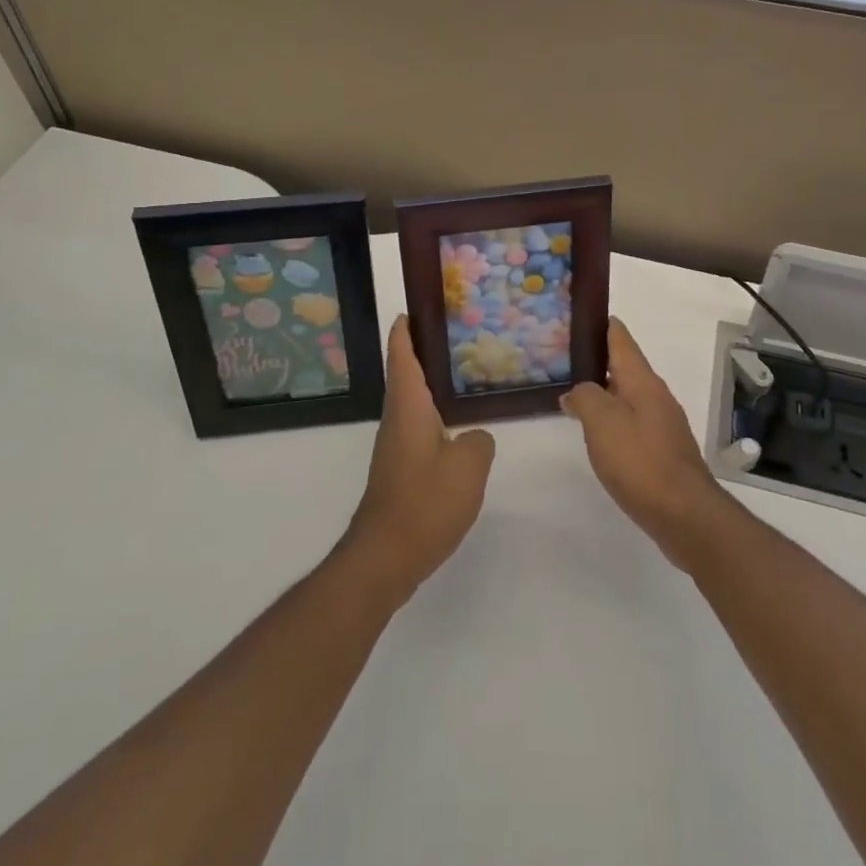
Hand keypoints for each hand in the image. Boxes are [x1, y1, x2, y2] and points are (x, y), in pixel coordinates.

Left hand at [344, 317, 495, 603]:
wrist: (386, 556)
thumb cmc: (424, 502)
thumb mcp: (468, 466)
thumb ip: (480, 441)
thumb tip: (475, 437)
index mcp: (408, 407)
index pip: (401, 356)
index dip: (404, 331)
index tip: (412, 309)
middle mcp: (397, 420)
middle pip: (405, 375)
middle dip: (423, 352)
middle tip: (456, 336)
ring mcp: (396, 446)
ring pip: (413, 403)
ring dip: (430, 385)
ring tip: (464, 375)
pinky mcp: (400, 470)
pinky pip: (419, 428)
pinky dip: (435, 414)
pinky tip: (459, 426)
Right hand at [561, 318, 729, 570]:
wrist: (684, 514)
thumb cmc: (640, 461)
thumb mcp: (602, 422)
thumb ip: (585, 397)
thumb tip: (576, 392)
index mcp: (642, 381)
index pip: (621, 339)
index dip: (601, 324)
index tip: (580, 314)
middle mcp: (655, 396)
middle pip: (624, 366)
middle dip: (597, 358)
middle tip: (563, 356)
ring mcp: (662, 424)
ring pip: (627, 395)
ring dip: (603, 390)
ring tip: (573, 392)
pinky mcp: (661, 450)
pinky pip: (631, 422)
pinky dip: (611, 418)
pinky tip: (596, 432)